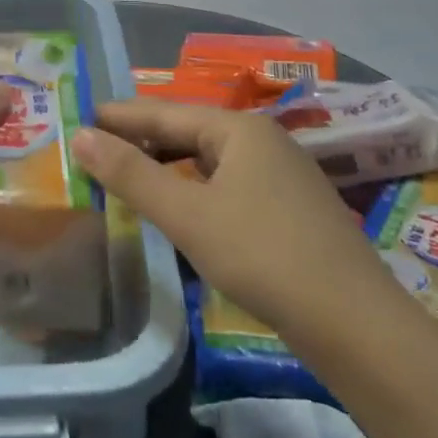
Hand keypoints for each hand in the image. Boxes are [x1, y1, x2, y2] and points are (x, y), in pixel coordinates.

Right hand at [73, 101, 405, 352]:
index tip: (80, 116)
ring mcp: (281, 175)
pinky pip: (226, 184)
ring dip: (166, 166)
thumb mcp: (187, 215)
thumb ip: (131, 174)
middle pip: (188, 131)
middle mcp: (262, 140)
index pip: (164, 111)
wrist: (357, 326)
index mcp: (238, 129)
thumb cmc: (263, 256)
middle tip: (95, 149)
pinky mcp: (289, 209)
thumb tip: (80, 136)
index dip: (120, 116)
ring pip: (208, 160)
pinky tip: (178, 207)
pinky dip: (193, 188)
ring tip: (126, 176)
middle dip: (142, 140)